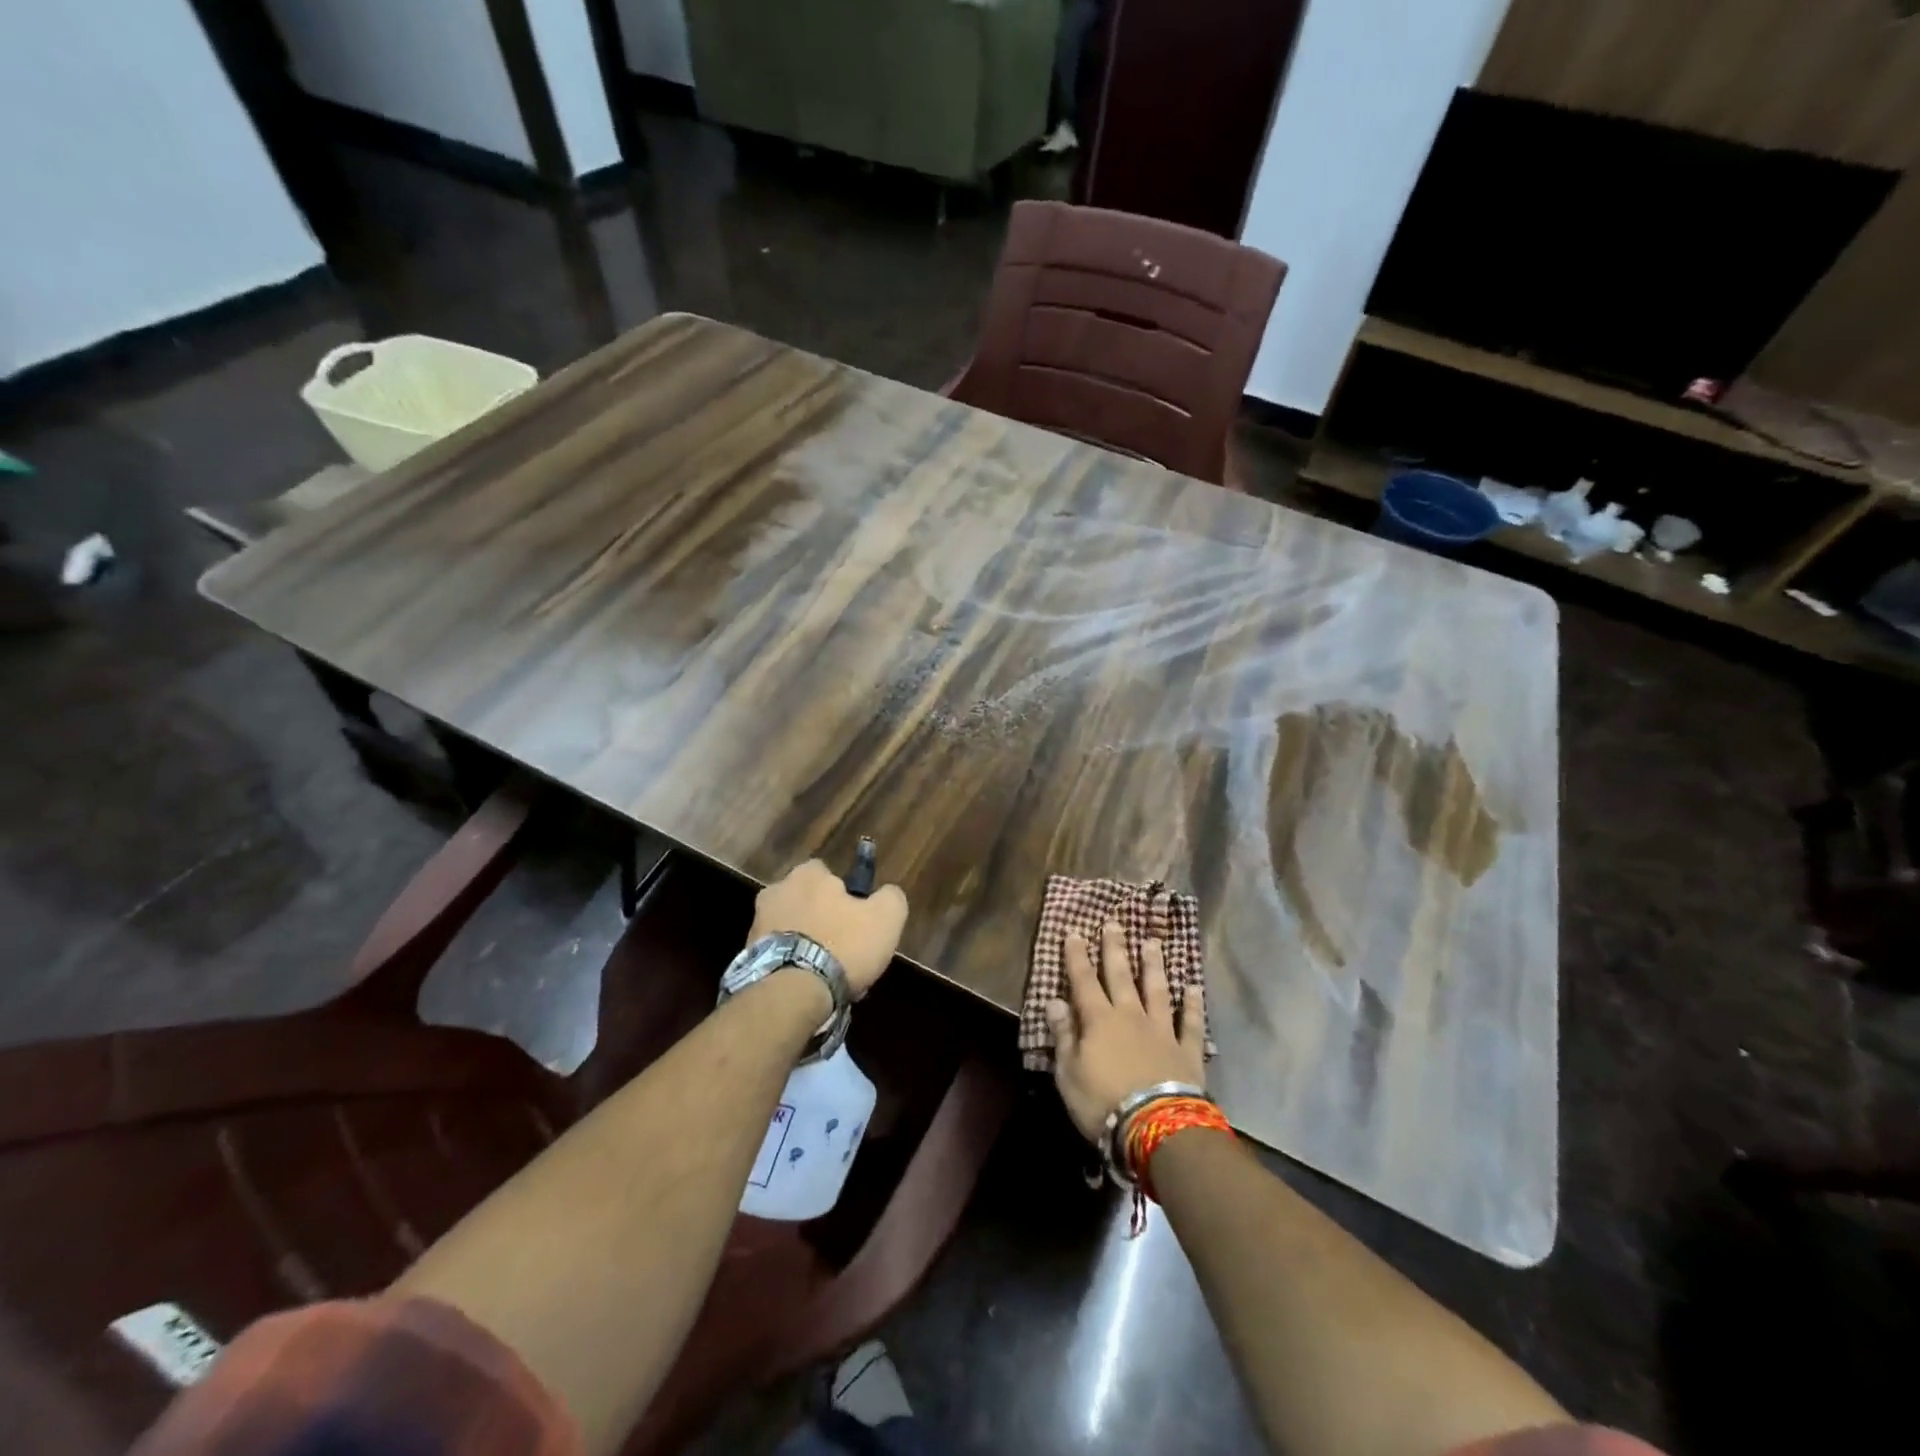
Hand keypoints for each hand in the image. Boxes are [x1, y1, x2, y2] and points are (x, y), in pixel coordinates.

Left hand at [749, 860, 908, 996]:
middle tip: (840, 946)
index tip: (855, 917)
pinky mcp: (746, 957)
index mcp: (807, 875)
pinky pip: (776, 954)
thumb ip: (891, 897)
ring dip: (803, 941)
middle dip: (819, 917)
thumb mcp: (887, 917)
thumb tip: (886, 894)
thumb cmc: (843, 946)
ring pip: (789, 927)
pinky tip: (806, 985)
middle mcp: (775, 891)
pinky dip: (789, 964)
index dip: (843, 894)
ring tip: (824, 972)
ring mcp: (756, 924)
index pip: (826, 872)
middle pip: (804, 899)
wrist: (792, 993)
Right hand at [1045, 921, 1205, 1142]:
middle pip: (1121, 976)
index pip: (1084, 981)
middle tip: (1114, 923)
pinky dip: (1192, 1005)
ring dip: (1153, 966)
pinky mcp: (1187, 1051)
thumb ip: (1063, 1035)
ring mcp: (1161, 1031)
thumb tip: (1054, 1001)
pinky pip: (1189, 1022)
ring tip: (1152, 943)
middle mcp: (1130, 1016)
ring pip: (1156, 990)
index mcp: (1099, 1021)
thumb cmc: (1102, 1102)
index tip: (1075, 932)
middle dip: (1115, 948)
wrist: (1156, 1127)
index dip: (1077, 957)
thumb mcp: (1068, 1073)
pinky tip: (1194, 987)